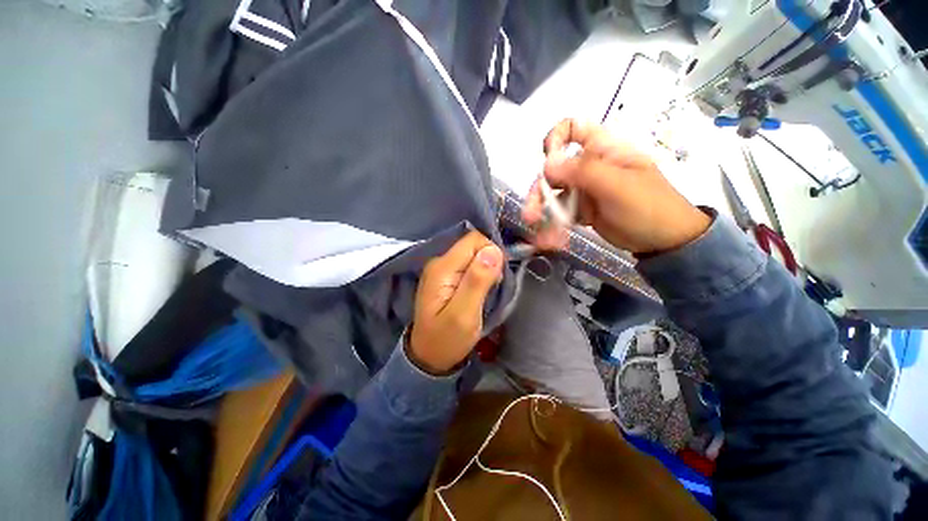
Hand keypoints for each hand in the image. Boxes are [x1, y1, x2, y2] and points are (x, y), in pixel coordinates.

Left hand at [409, 231, 503, 373]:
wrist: (429, 356)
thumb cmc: (447, 339)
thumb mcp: (464, 314)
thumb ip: (477, 281)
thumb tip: (493, 250)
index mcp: (443, 267)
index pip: (474, 240)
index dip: (492, 252)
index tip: (499, 275)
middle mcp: (439, 262)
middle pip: (473, 245)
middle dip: (490, 260)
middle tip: (494, 286)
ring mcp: (442, 268)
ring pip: (473, 254)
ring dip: (486, 268)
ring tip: (488, 290)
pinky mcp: (446, 276)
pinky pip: (468, 264)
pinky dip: (480, 273)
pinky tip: (481, 289)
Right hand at [524, 119, 710, 254]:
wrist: (663, 241)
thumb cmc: (648, 206)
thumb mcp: (617, 186)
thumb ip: (582, 171)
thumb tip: (547, 163)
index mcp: (602, 150)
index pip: (573, 129)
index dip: (556, 140)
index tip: (548, 161)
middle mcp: (589, 166)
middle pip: (553, 170)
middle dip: (539, 192)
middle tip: (531, 216)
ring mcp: (584, 190)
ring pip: (553, 195)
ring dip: (543, 214)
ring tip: (541, 237)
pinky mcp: (582, 210)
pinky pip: (560, 214)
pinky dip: (554, 226)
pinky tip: (552, 240)